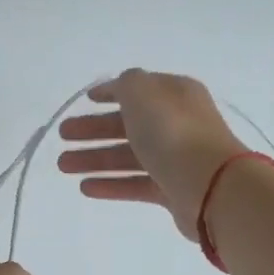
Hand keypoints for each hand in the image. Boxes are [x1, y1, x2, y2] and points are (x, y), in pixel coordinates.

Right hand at [56, 70, 246, 240]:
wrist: (211, 186)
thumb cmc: (172, 132)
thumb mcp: (143, 93)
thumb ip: (125, 84)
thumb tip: (121, 88)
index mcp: (174, 94)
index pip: (138, 90)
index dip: (110, 93)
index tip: (85, 100)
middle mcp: (177, 124)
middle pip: (128, 124)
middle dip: (93, 129)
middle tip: (63, 135)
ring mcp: (175, 158)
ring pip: (128, 156)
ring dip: (94, 159)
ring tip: (63, 166)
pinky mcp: (172, 190)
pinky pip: (136, 183)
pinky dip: (111, 184)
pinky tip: (86, 188)